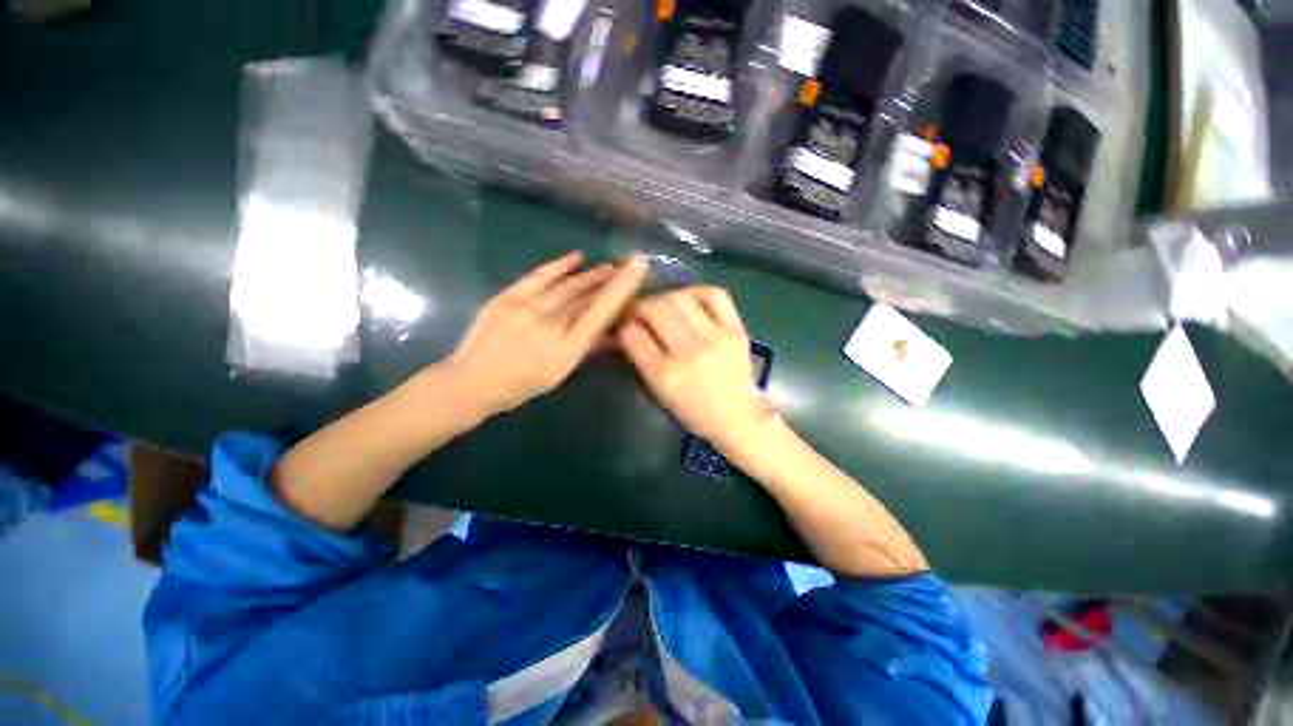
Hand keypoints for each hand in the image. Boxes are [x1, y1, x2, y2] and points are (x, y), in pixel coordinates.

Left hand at [447, 251, 647, 416]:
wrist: (471, 382)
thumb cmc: (522, 385)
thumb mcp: (561, 373)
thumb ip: (587, 348)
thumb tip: (611, 331)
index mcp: (566, 348)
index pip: (601, 312)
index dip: (622, 287)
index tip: (638, 265)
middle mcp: (549, 324)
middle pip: (586, 295)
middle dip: (608, 279)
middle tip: (623, 268)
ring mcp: (526, 308)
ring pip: (567, 285)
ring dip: (590, 274)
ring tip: (606, 267)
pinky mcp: (508, 297)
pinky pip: (539, 276)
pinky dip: (559, 266)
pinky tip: (576, 257)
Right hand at [618, 287, 775, 450]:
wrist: (738, 417)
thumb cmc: (693, 412)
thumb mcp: (658, 393)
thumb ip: (640, 360)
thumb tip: (624, 330)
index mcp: (665, 376)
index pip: (632, 334)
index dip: (622, 327)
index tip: (624, 327)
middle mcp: (689, 353)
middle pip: (654, 308)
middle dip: (639, 307)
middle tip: (640, 313)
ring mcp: (715, 338)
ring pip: (679, 297)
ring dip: (664, 298)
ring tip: (665, 308)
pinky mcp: (736, 329)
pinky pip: (713, 295)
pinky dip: (696, 293)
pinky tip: (690, 302)